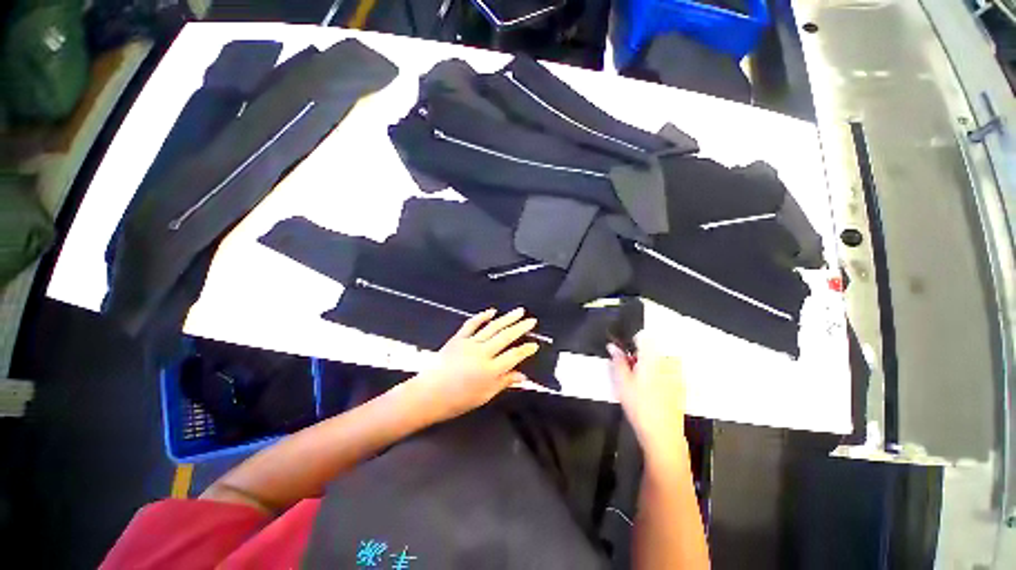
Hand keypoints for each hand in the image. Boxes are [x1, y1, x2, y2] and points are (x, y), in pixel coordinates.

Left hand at [405, 308, 539, 423]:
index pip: (514, 356)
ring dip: (507, 318)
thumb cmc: (457, 400)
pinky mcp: (457, 338)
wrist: (428, 395)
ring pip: (492, 327)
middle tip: (532, 320)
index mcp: (490, 370)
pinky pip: (471, 324)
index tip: (535, 344)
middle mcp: (482, 353)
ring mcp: (469, 343)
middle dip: (521, 328)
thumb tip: (522, 376)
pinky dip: (482, 316)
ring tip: (519, 311)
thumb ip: (504, 383)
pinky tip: (492, 311)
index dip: (526, 350)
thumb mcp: (484, 396)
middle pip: (506, 337)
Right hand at [608, 342, 687, 467]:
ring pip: (661, 361)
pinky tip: (652, 392)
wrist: (663, 434)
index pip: (644, 337)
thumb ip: (618, 361)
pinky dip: (660, 376)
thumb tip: (612, 347)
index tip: (625, 354)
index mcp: (652, 358)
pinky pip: (669, 372)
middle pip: (653, 349)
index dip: (632, 343)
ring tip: (641, 382)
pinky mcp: (681, 386)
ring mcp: (677, 374)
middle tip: (631, 372)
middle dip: (641, 356)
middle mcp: (667, 362)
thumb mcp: (622, 381)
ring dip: (650, 365)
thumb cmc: (640, 406)